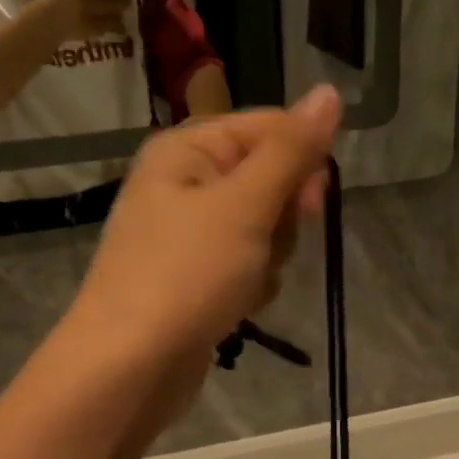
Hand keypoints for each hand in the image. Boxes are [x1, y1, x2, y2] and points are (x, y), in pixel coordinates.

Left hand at [69, 86, 342, 413]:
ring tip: (246, 281)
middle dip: (281, 216)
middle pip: (267, 178)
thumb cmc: (186, 274)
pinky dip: (251, 283)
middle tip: (268, 243)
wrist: (129, 366)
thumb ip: (291, 150)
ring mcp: (187, 233)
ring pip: (262, 226)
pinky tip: (239, 304)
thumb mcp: (246, 204)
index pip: (267, 126)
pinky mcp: (193, 276)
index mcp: (187, 149)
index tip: (312, 202)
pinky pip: (245, 263)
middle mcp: (183, 182)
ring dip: (269, 255)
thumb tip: (330, 92)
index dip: (300, 160)